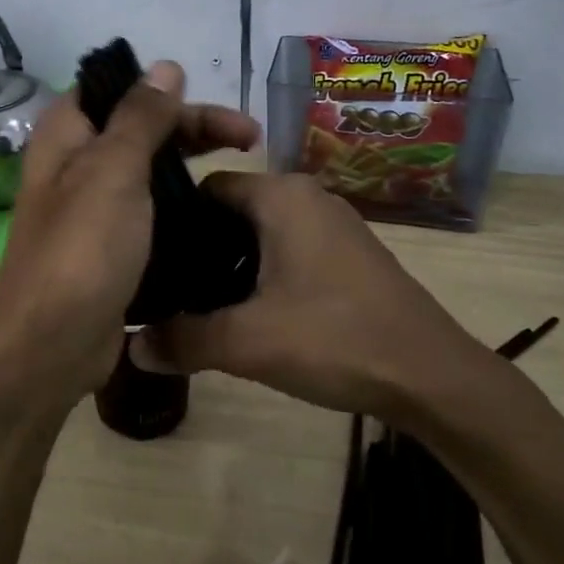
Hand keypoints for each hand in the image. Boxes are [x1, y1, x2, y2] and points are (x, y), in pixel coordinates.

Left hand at [0, 62, 259, 414]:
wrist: (51, 345)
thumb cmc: (82, 248)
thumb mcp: (114, 170)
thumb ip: (141, 116)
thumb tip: (166, 66)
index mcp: (67, 136)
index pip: (116, 90)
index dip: (163, 90)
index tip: (211, 101)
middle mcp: (76, 166)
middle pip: (141, 130)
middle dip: (194, 129)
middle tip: (252, 138)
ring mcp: (93, 210)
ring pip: (149, 174)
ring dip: (191, 170)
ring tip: (244, 176)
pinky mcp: (111, 248)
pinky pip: (151, 214)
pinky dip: (181, 209)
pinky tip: (217, 215)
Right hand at [140, 173, 491, 419]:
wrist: (433, 376)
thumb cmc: (336, 340)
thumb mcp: (249, 342)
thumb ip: (184, 340)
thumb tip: (131, 348)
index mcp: (281, 196)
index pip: (206, 187)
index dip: (172, 219)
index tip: (146, 258)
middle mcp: (307, 196)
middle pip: (232, 209)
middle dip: (199, 246)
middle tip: (166, 288)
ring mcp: (333, 224)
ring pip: (260, 231)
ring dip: (229, 263)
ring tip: (198, 305)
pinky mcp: (348, 253)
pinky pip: (288, 248)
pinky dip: (261, 271)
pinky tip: (248, 313)